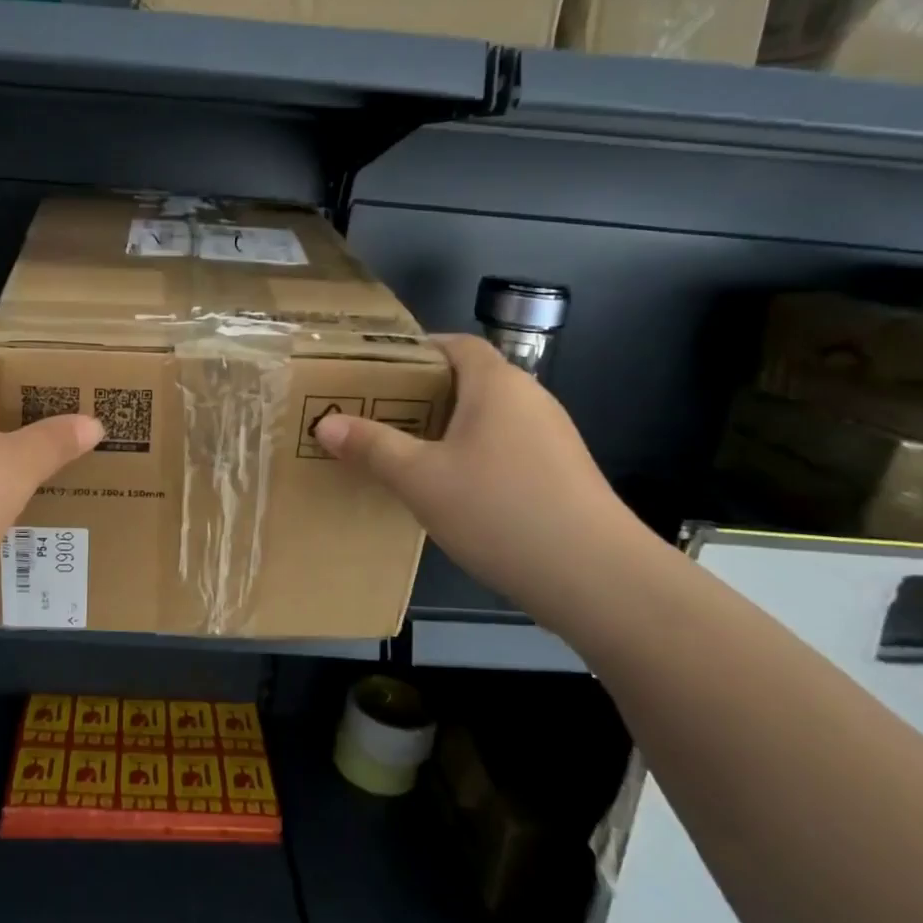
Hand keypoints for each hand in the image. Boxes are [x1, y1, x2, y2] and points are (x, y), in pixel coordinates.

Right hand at [315, 333, 639, 610]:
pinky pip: (506, 448)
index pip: (456, 345)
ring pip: (488, 418)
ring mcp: (552, 438)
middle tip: (379, 416)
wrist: (596, 578)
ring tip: (406, 453)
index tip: (377, 373)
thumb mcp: (421, 478)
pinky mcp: (562, 475)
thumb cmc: (499, 509)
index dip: (418, 351)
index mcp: (497, 384)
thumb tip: (325, 423)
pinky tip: (451, 491)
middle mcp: (530, 400)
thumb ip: (372, 446)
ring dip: (448, 429)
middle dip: (423, 395)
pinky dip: (473, 456)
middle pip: (470, 380)